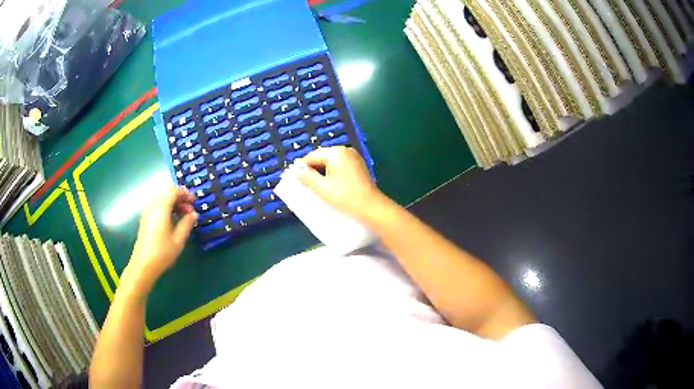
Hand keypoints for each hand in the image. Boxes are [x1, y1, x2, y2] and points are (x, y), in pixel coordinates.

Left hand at [125, 186, 197, 291]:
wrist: (143, 264)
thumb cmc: (162, 252)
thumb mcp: (178, 240)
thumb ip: (187, 224)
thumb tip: (194, 214)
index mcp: (161, 208)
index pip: (173, 191)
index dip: (184, 193)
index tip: (193, 200)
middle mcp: (153, 206)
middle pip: (167, 193)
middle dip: (179, 197)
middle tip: (190, 208)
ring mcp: (147, 212)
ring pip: (161, 199)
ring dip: (173, 203)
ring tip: (183, 215)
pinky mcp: (145, 219)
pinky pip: (157, 205)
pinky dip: (166, 207)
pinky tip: (172, 219)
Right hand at [295, 146, 386, 221]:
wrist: (371, 208)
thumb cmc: (345, 196)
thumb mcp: (321, 187)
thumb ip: (306, 177)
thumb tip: (294, 171)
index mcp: (336, 152)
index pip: (312, 156)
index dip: (302, 167)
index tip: (293, 178)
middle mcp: (346, 151)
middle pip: (322, 157)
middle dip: (312, 170)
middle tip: (304, 184)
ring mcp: (354, 158)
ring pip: (330, 163)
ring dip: (322, 173)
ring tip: (315, 187)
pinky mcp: (358, 167)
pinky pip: (340, 167)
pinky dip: (332, 174)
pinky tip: (329, 186)